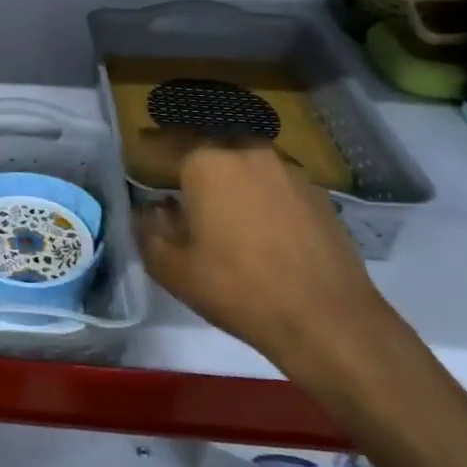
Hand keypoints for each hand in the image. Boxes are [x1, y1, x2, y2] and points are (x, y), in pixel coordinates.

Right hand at [138, 142, 387, 375]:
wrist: (327, 319)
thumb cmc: (237, 289)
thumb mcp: (172, 268)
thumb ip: (149, 231)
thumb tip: (147, 210)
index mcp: (206, 162)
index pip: (162, 147)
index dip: (146, 160)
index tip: (139, 176)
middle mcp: (246, 152)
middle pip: (206, 150)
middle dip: (189, 167)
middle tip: (177, 193)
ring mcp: (287, 170)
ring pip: (243, 164)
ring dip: (227, 180)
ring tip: (219, 211)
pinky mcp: (317, 193)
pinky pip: (273, 184)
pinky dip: (259, 195)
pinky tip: (258, 227)